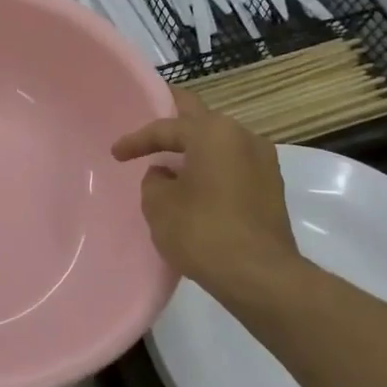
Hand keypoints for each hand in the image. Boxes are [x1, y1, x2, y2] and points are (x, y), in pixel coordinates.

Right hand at [111, 90, 302, 300]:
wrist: (259, 276)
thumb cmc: (202, 230)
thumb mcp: (158, 203)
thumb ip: (155, 180)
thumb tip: (166, 175)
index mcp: (214, 132)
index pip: (166, 128)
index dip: (136, 140)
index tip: (115, 154)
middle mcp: (244, 137)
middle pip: (201, 118)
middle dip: (176, 117)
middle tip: (154, 110)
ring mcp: (263, 163)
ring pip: (220, 143)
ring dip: (196, 147)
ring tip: (171, 155)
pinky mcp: (271, 189)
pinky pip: (233, 165)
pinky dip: (211, 167)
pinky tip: (195, 181)